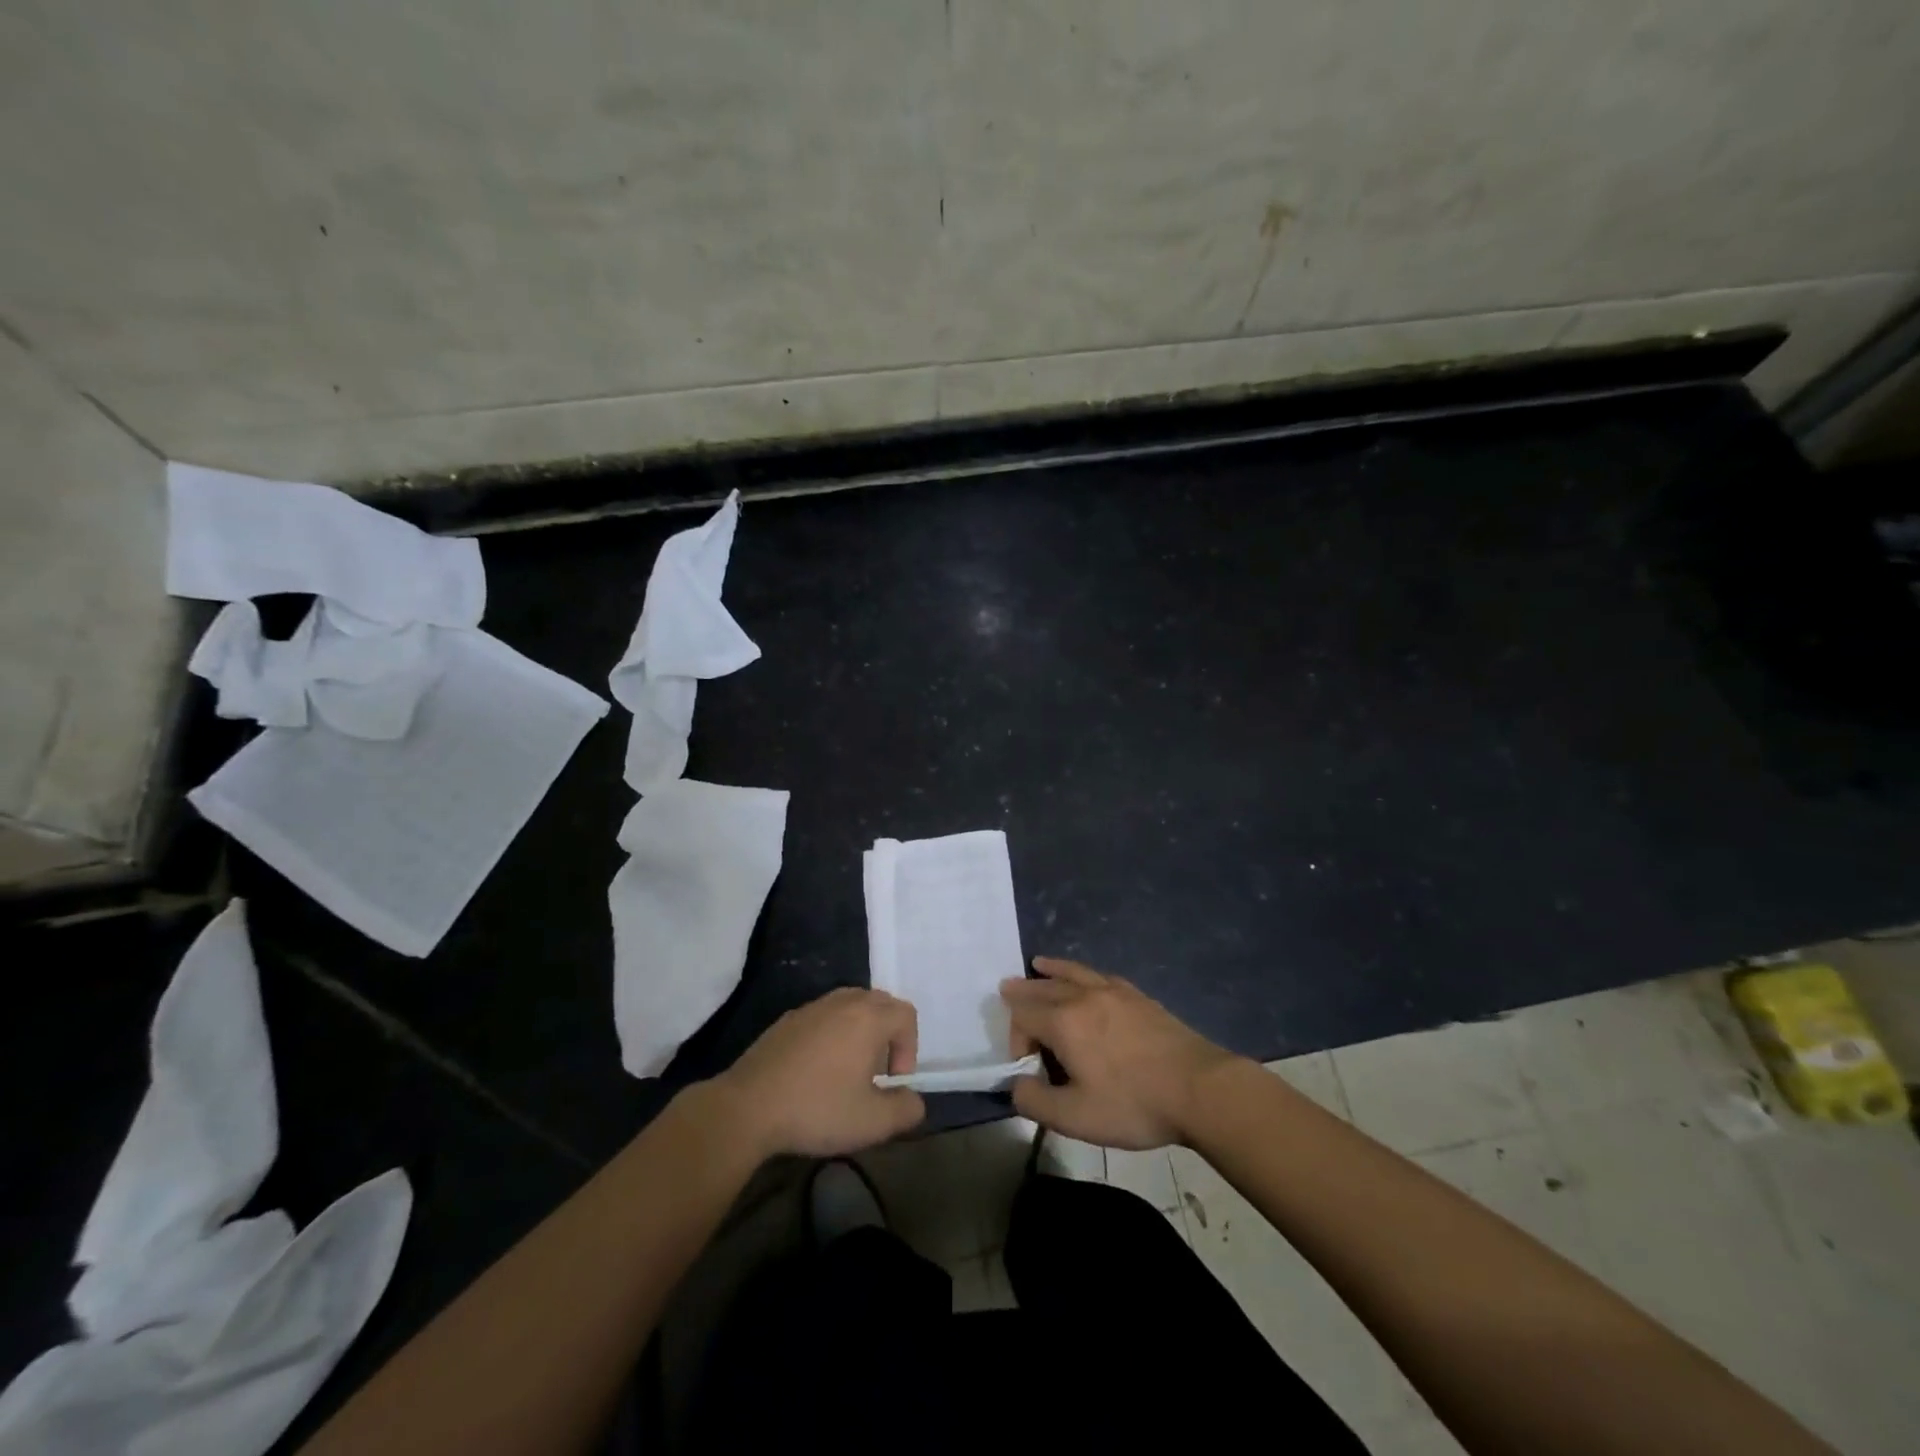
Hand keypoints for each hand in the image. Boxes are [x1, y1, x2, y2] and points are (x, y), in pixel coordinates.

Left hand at [713, 988, 925, 1158]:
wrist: (748, 1107)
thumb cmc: (817, 1109)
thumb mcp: (872, 1122)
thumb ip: (905, 1110)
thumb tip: (914, 1100)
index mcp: (868, 1018)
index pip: (906, 1014)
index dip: (909, 1047)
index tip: (893, 1081)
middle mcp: (843, 1002)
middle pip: (879, 1003)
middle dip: (887, 1035)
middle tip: (876, 1073)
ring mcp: (812, 1008)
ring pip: (849, 1006)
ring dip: (859, 1032)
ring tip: (848, 1070)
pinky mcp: (787, 1020)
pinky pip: (822, 1017)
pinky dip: (831, 1034)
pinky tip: (815, 1071)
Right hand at [1002, 957, 1244, 1149]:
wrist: (1200, 1088)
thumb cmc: (1133, 1104)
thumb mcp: (1075, 1118)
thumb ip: (1035, 1102)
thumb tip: (1016, 1085)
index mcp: (1064, 1022)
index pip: (1023, 1016)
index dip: (1014, 1037)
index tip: (1027, 1067)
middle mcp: (1083, 996)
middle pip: (1044, 987)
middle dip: (1023, 992)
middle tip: (1007, 989)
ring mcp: (1114, 992)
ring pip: (1072, 973)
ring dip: (1051, 970)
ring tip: (1038, 963)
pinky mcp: (1138, 997)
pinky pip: (1099, 975)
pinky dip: (1082, 972)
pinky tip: (1087, 978)